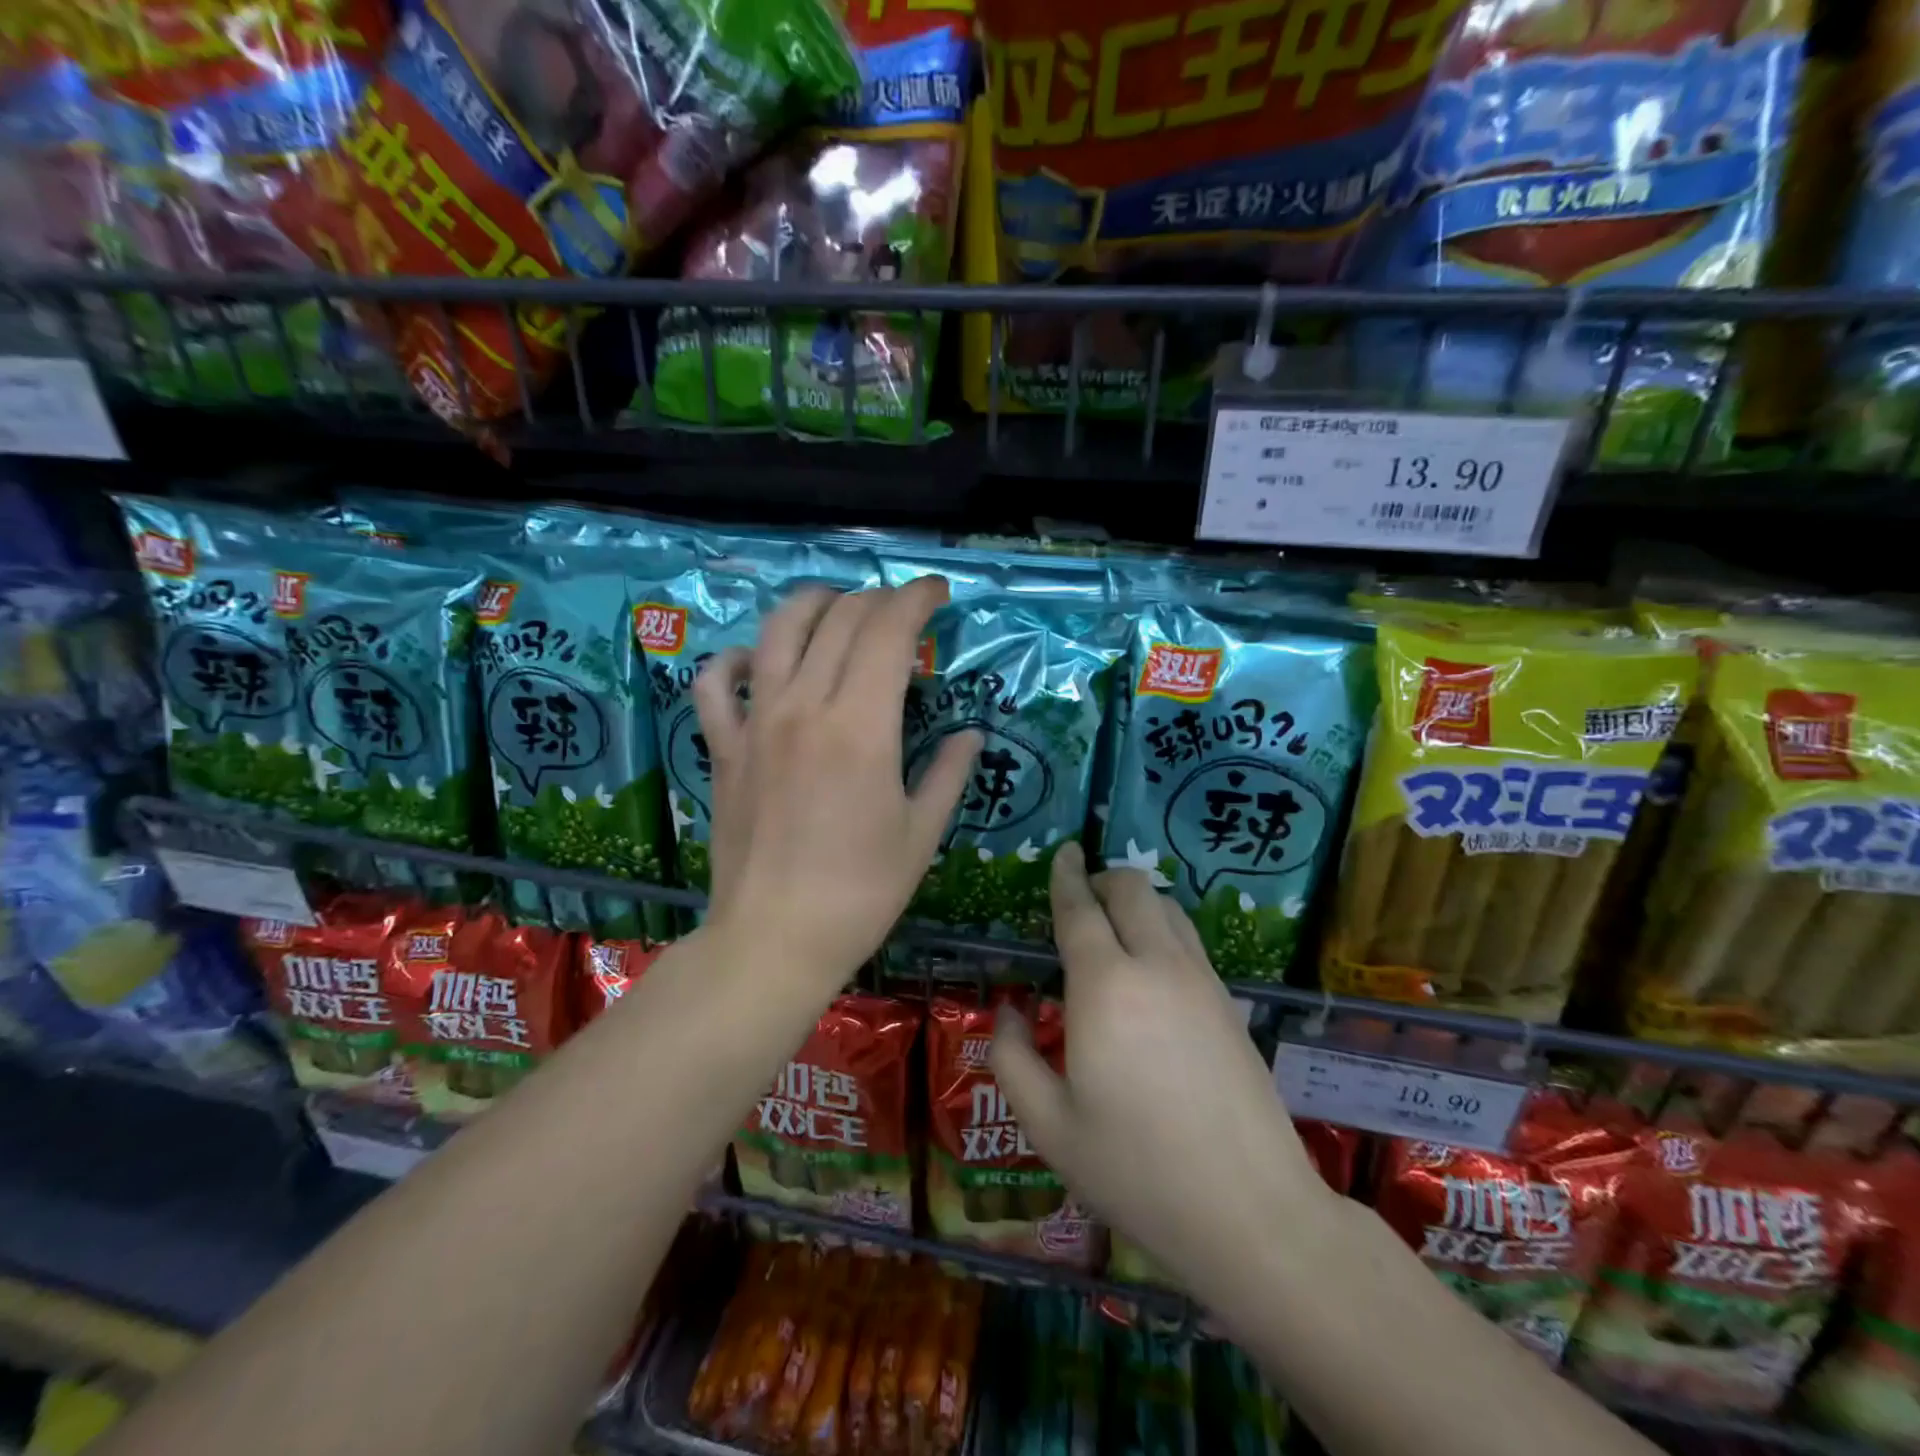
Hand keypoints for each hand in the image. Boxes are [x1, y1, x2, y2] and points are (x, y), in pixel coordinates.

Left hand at [692, 578, 979, 996]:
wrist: (774, 939)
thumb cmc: (860, 893)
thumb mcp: (921, 834)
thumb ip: (949, 773)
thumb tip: (970, 735)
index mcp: (861, 726)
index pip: (888, 631)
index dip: (915, 599)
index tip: (936, 593)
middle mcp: (804, 707)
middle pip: (840, 619)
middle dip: (877, 599)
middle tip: (901, 609)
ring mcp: (755, 724)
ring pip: (777, 632)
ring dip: (812, 604)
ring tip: (837, 606)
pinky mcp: (723, 748)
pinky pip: (713, 684)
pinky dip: (733, 660)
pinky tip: (754, 663)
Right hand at [990, 846, 1338, 1313]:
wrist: (1251, 1213)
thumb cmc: (1136, 1170)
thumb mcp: (1049, 1126)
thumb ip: (1013, 1057)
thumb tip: (1012, 1011)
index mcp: (1105, 986)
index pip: (1079, 908)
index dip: (1066, 875)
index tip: (1063, 852)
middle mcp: (1156, 965)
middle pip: (1132, 889)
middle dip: (1102, 878)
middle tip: (1079, 897)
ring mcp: (1201, 981)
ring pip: (1167, 907)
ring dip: (1136, 900)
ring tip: (1113, 927)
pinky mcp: (1229, 1002)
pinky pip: (1189, 938)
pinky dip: (1162, 927)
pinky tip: (1151, 968)